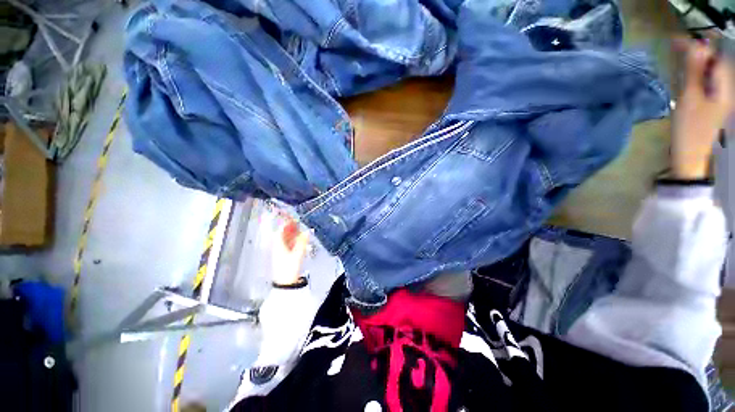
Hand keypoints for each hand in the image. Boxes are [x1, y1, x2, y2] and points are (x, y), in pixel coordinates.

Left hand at [271, 218, 309, 285]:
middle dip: (289, 227)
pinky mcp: (284, 257)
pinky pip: (288, 244)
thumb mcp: (297, 254)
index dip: (285, 223)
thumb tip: (308, 231)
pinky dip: (293, 240)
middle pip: (282, 234)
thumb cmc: (290, 268)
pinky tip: (299, 239)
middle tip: (297, 221)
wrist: (286, 284)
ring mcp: (280, 252)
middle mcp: (278, 247)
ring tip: (299, 228)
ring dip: (291, 233)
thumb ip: (302, 242)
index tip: (291, 217)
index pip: (280, 231)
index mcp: (278, 245)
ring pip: (285, 239)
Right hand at [671, 38, 734, 179]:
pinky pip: (706, 82)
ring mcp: (720, 97)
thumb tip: (695, 46)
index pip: (715, 58)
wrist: (689, 155)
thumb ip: (694, 71)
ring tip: (681, 58)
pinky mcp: (711, 103)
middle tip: (677, 46)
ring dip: (697, 63)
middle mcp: (726, 89)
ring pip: (710, 72)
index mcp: (724, 88)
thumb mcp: (690, 98)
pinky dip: (697, 74)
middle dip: (698, 53)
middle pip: (714, 64)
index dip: (699, 46)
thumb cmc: (689, 128)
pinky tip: (687, 75)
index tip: (678, 41)